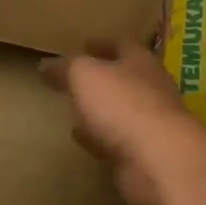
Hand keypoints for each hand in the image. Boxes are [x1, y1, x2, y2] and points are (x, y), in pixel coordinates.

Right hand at [41, 39, 205, 204]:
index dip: (102, 43)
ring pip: (121, 111)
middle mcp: (151, 89)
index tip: (84, 44)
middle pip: (124, 78)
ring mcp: (151, 125)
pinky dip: (100, 138)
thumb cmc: (122, 104)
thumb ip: (66, 67)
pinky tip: (83, 140)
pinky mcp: (145, 155)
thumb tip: (46, 64)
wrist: (159, 161)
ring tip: (76, 108)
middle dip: (103, 78)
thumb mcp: (84, 74)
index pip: (122, 44)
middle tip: (77, 78)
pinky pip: (117, 141)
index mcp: (140, 62)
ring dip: (101, 110)